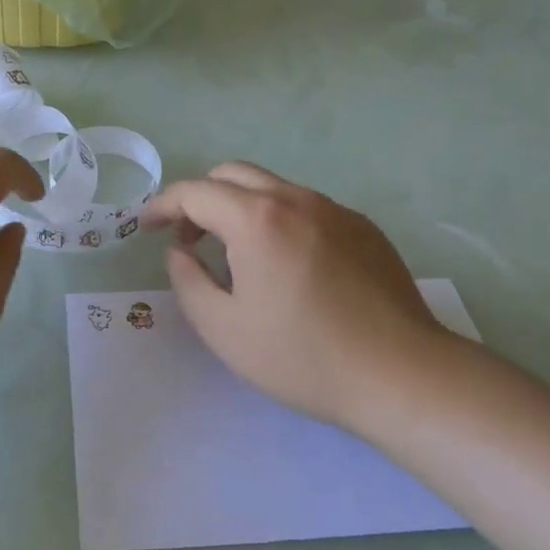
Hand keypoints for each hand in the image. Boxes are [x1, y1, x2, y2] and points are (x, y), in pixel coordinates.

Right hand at [143, 163, 451, 433]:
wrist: (401, 374)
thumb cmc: (303, 357)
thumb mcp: (224, 329)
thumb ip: (188, 281)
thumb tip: (181, 252)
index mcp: (257, 219)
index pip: (195, 192)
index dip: (163, 205)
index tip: (147, 227)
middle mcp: (295, 199)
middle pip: (232, 174)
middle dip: (200, 198)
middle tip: (189, 239)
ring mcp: (334, 209)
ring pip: (271, 187)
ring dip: (240, 207)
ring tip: (236, 256)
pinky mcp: (362, 226)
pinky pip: (305, 207)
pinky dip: (277, 219)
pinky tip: (286, 266)